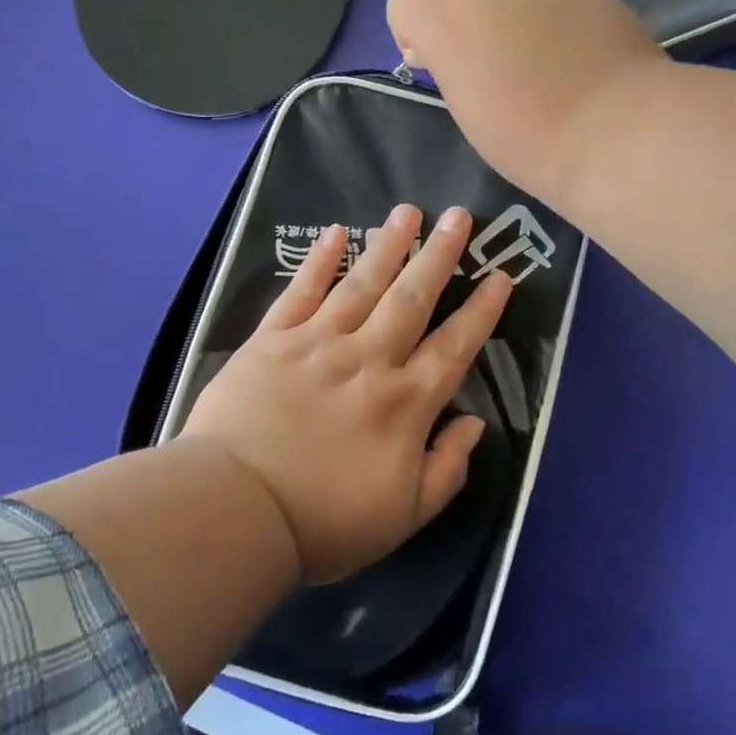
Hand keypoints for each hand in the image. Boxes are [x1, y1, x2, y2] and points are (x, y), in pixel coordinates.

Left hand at [179, 204, 511, 584]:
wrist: (235, 511)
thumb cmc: (323, 522)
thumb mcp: (404, 516)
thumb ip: (447, 468)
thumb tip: (474, 422)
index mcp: (404, 403)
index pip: (454, 346)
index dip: (481, 311)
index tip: (500, 276)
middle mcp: (368, 359)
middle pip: (412, 298)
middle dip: (439, 256)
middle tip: (459, 216)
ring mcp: (318, 343)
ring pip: (362, 284)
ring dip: (388, 245)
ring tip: (408, 211)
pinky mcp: (272, 339)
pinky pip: (301, 291)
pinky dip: (320, 261)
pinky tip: (335, 234)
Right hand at [386, 0, 665, 197]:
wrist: (615, 133)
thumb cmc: (527, 138)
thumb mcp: (467, 110)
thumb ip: (450, 68)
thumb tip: (450, 52)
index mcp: (453, 20)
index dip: (413, 26)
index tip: (435, 63)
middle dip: (466, 24)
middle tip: (491, 74)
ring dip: (514, 26)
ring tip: (545, 76)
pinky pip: (555, 4)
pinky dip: (555, 29)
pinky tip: (578, 67)